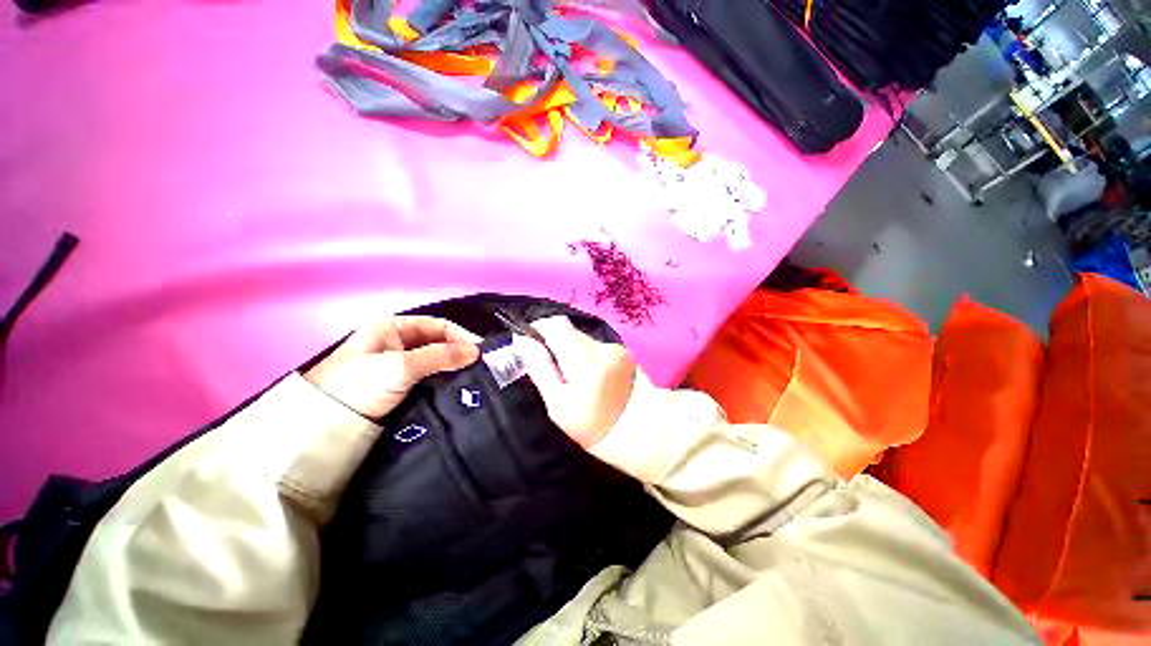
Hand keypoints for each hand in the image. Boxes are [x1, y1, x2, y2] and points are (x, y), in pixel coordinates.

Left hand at [305, 316, 480, 418]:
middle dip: (460, 353)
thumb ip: (440, 356)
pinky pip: (430, 377)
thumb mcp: (400, 366)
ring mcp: (399, 365)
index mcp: (394, 328)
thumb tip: (476, 352)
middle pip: (439, 342)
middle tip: (481, 367)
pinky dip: (444, 381)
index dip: (461, 336)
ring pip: (436, 361)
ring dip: (453, 368)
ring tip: (474, 379)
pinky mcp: (401, 385)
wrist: (324, 426)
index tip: (480, 353)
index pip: (438, 326)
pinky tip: (457, 388)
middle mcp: (399, 342)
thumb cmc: (359, 385)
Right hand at [517, 316, 636, 447]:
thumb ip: (541, 369)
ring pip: (581, 337)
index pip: (555, 325)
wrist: (643, 433)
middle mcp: (601, 347)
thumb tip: (523, 341)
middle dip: (554, 341)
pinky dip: (586, 355)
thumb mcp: (559, 406)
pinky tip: (591, 376)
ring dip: (570, 349)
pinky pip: (595, 345)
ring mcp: (615, 347)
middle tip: (550, 367)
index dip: (538, 328)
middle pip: (568, 329)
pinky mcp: (623, 351)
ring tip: (572, 376)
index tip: (531, 343)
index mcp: (583, 360)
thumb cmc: (594, 427)